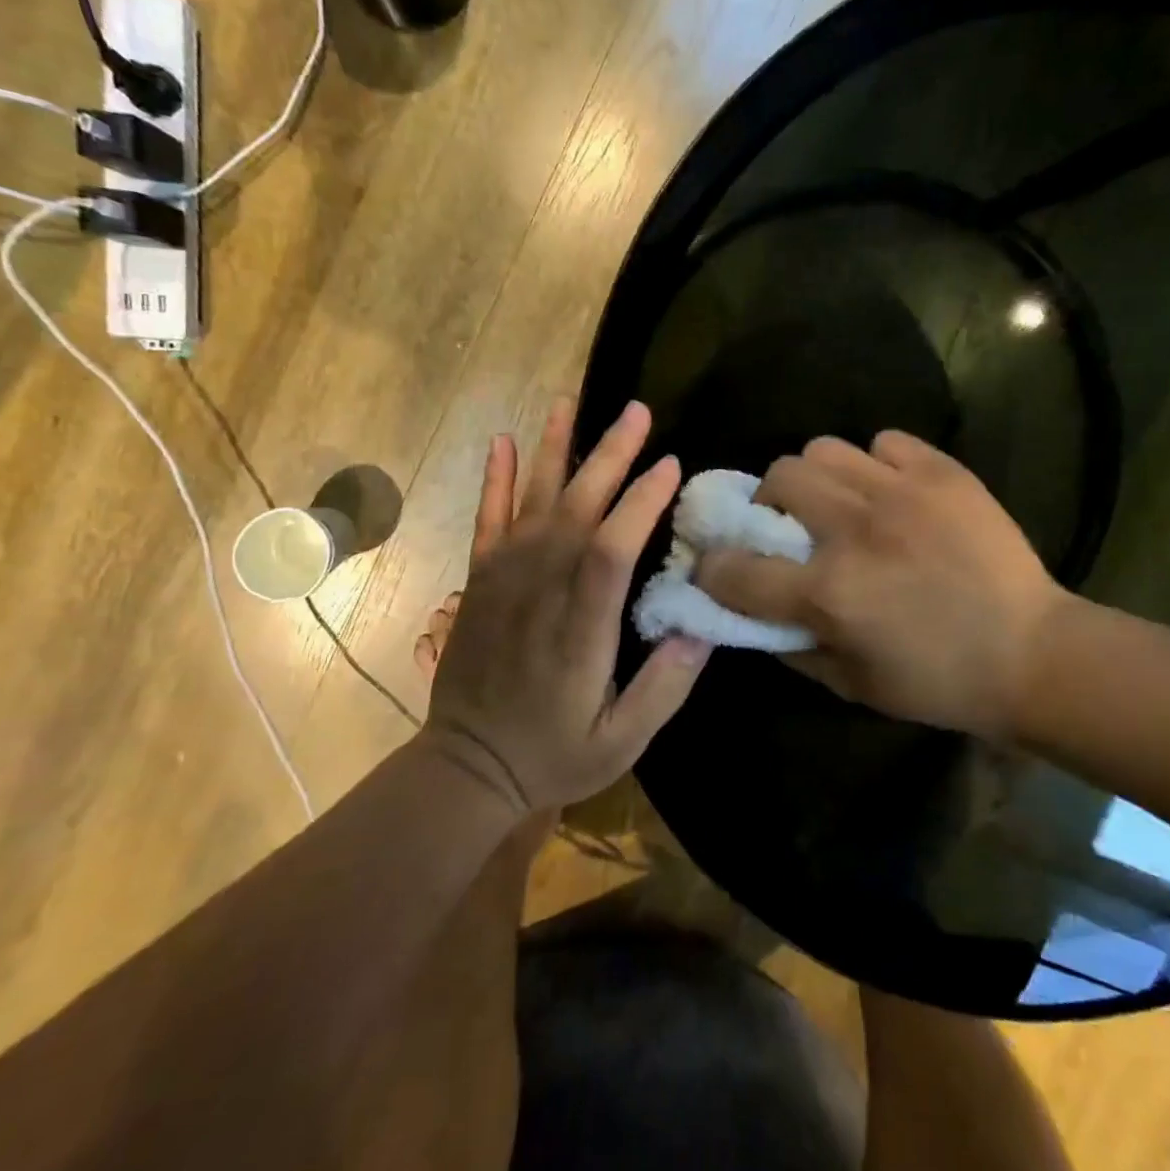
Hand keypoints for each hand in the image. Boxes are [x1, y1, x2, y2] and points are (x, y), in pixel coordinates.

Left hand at [423, 397, 712, 813]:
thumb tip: (702, 626)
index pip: (611, 550)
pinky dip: (495, 479)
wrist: (467, 768)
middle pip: (576, 509)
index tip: (671, 466)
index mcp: (580, 629)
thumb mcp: (623, 741)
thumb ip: (665, 686)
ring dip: (554, 449)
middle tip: (637, 411)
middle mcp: (541, 591)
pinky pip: (487, 519)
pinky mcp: (481, 581)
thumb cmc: (553, 755)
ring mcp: (504, 581)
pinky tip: (502, 441)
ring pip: (532, 501)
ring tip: (571, 402)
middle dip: (609, 456)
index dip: (641, 504)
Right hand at [696, 431, 1069, 738]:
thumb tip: (755, 615)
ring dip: (818, 477)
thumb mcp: (853, 685)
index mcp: (828, 593)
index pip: (735, 569)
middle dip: (770, 503)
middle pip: (777, 478)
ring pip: (823, 448)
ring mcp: (900, 492)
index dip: (713, 568)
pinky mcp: (942, 472)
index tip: (719, 568)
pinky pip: (885, 442)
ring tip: (840, 501)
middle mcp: (853, 531)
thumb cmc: (939, 683)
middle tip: (792, 525)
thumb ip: (793, 648)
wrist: (1033, 654)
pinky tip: (892, 492)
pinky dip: (876, 463)